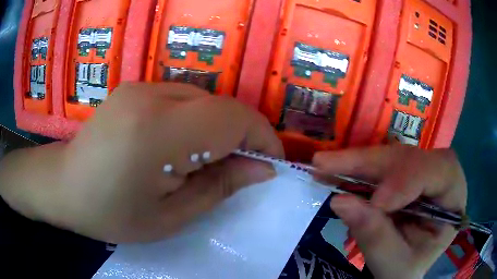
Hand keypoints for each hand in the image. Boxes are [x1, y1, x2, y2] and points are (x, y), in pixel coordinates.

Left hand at [0, 83, 282, 242]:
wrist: (65, 186)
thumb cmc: (111, 213)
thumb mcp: (170, 217)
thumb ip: (220, 187)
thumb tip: (263, 169)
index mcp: (157, 133)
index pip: (232, 118)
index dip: (261, 137)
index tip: (270, 163)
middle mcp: (150, 97)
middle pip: (220, 106)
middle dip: (241, 136)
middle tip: (238, 170)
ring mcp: (140, 87)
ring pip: (203, 101)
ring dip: (216, 130)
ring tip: (203, 162)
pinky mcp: (135, 88)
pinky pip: (182, 99)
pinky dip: (195, 121)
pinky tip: (178, 146)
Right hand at [313, 145, 466, 278]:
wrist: (402, 268)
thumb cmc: (407, 268)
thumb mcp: (395, 264)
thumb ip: (375, 237)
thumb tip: (341, 202)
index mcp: (453, 197)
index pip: (439, 171)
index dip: (408, 180)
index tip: (377, 202)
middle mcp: (439, 175)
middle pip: (410, 157)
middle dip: (371, 162)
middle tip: (328, 165)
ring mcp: (420, 171)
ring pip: (390, 156)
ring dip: (357, 162)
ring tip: (323, 165)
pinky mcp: (401, 174)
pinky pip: (379, 165)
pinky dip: (354, 168)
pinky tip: (333, 169)